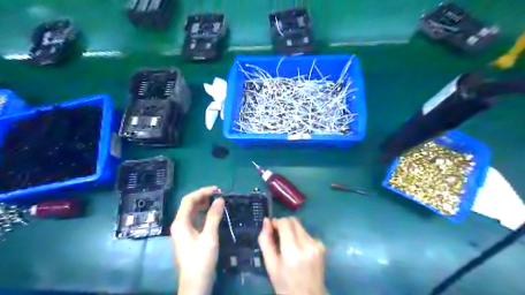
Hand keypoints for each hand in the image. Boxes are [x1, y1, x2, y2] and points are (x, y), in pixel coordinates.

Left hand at [170, 187, 223, 294]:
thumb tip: (220, 198)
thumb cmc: (201, 259)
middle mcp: (179, 225)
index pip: (188, 200)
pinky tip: (213, 214)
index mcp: (180, 223)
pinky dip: (204, 214)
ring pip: (192, 212)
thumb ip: (214, 216)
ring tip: (218, 201)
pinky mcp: (189, 237)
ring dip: (204, 205)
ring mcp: (183, 231)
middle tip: (219, 195)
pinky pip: (195, 220)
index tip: (217, 189)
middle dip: (203, 197)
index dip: (202, 192)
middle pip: (189, 205)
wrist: (195, 284)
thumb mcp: (209, 236)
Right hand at [257, 216, 326, 294]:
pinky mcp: (322, 246)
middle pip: (294, 221)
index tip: (272, 229)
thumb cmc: (285, 284)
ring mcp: (317, 245)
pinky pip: (307, 234)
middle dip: (284, 224)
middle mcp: (307, 245)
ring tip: (289, 247)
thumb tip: (266, 220)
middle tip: (278, 236)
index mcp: (292, 252)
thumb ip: (265, 241)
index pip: (285, 223)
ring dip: (292, 231)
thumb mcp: (270, 265)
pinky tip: (299, 251)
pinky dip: (300, 238)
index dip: (276, 222)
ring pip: (300, 226)